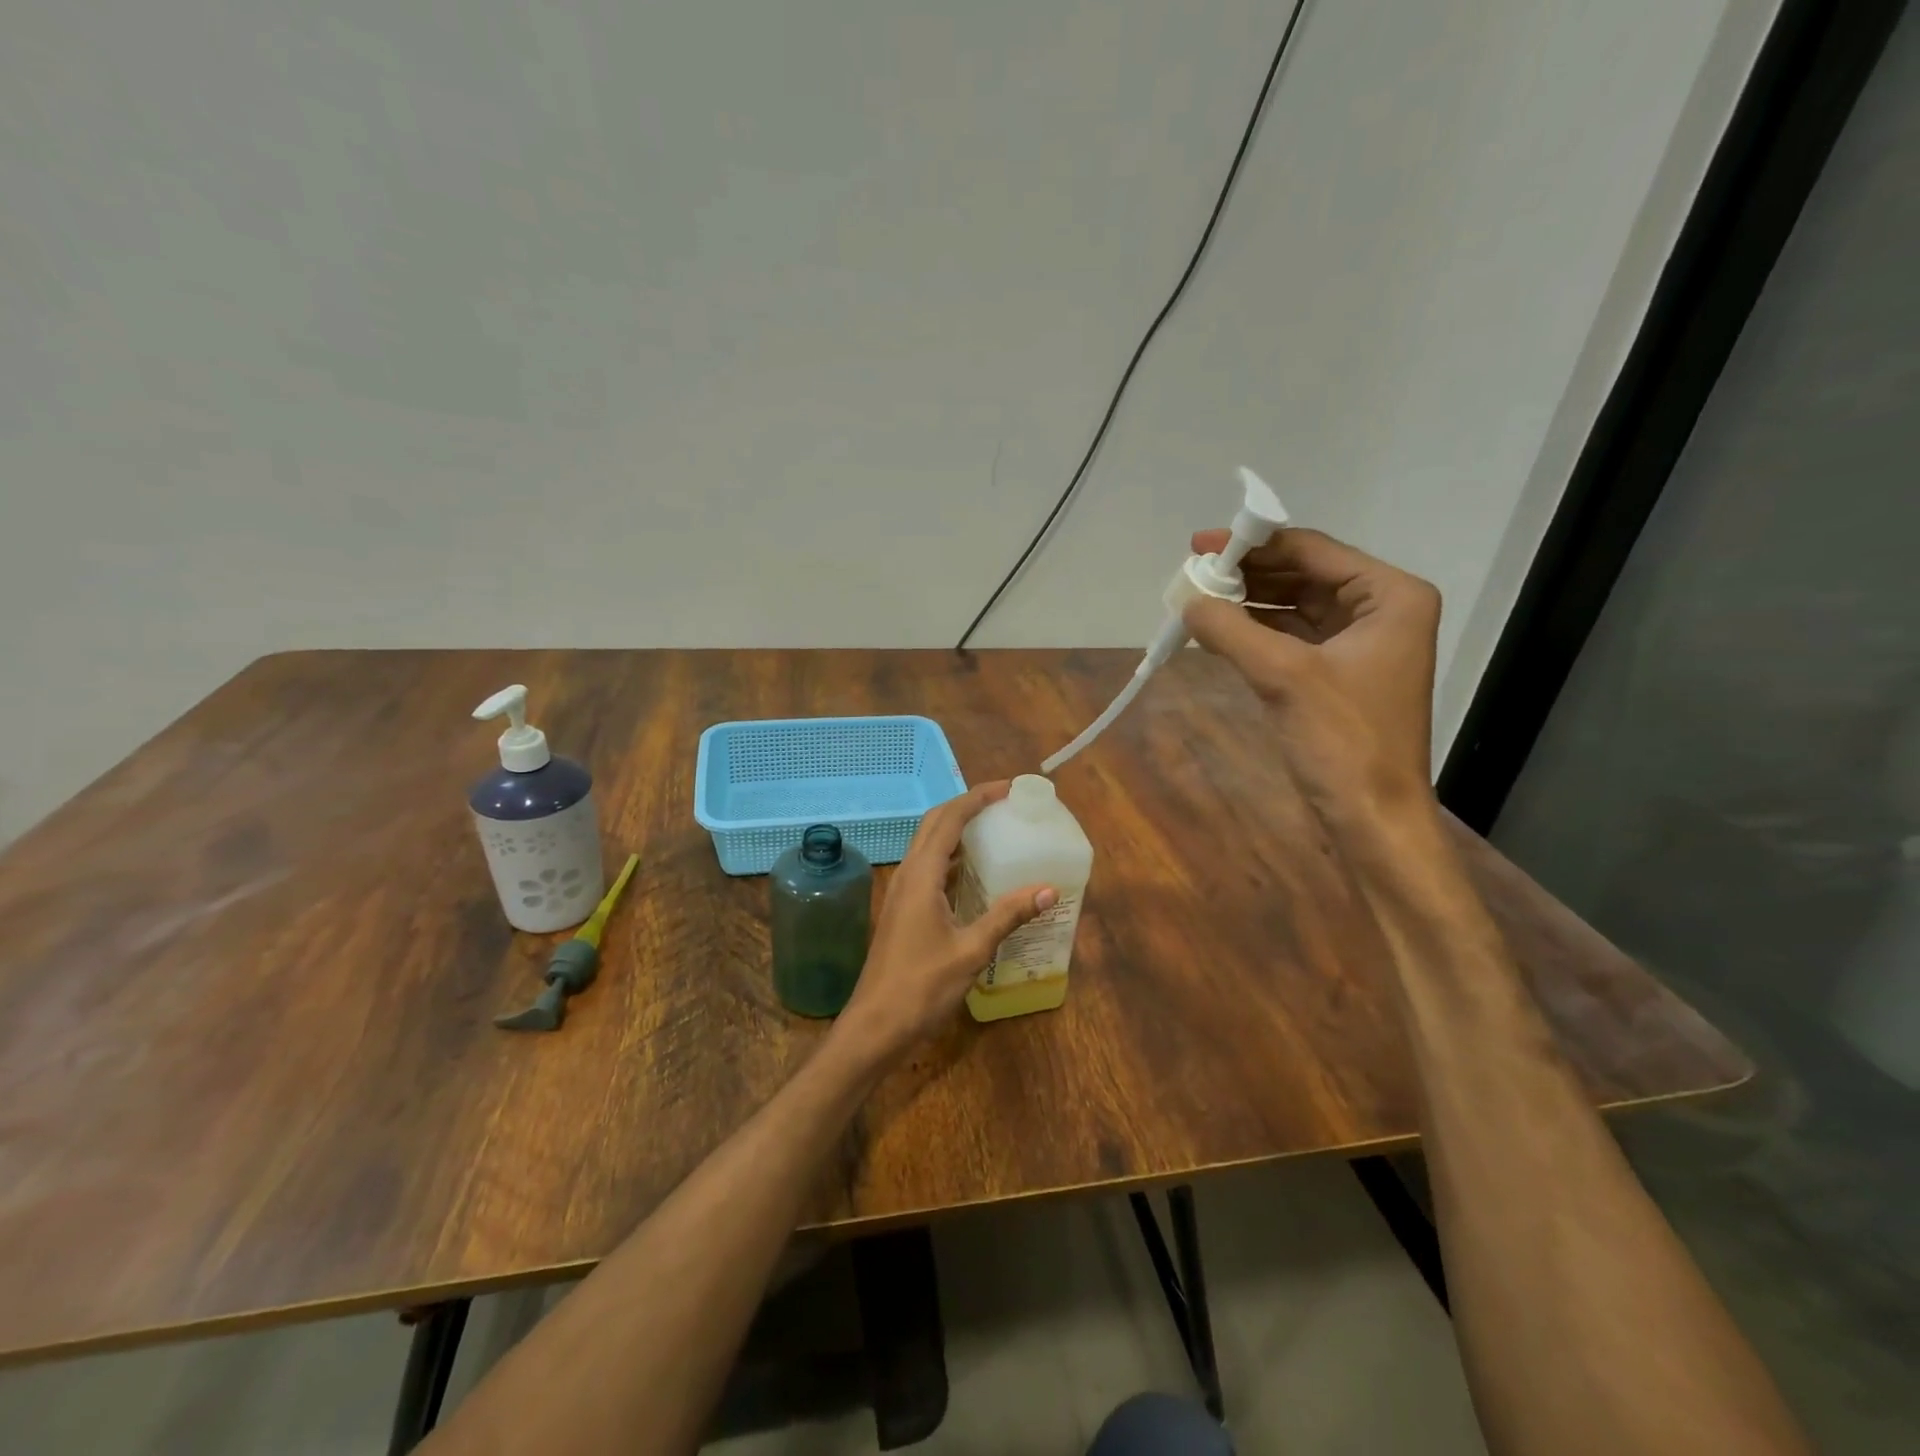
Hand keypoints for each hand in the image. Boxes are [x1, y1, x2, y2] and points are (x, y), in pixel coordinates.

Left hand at [834, 782, 1055, 1062]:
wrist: (875, 1026)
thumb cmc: (921, 988)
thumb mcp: (971, 951)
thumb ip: (1007, 916)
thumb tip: (1047, 889)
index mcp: (921, 876)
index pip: (949, 820)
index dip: (977, 798)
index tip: (1008, 789)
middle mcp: (908, 875)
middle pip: (934, 824)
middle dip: (966, 806)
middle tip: (1003, 804)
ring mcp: (902, 893)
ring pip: (929, 845)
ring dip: (957, 830)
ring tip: (994, 830)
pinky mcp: (904, 910)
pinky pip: (929, 869)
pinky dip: (952, 858)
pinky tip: (976, 873)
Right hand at [1183, 527, 1440, 830]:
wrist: (1372, 818)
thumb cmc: (1343, 742)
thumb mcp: (1283, 676)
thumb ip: (1231, 629)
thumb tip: (1185, 598)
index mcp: (1389, 596)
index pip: (1312, 551)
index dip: (1253, 545)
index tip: (1199, 545)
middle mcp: (1380, 610)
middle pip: (1302, 575)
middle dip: (1247, 575)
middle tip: (1193, 576)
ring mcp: (1359, 644)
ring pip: (1293, 607)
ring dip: (1247, 604)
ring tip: (1196, 600)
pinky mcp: (1337, 674)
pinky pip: (1289, 638)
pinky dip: (1254, 633)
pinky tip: (1216, 631)